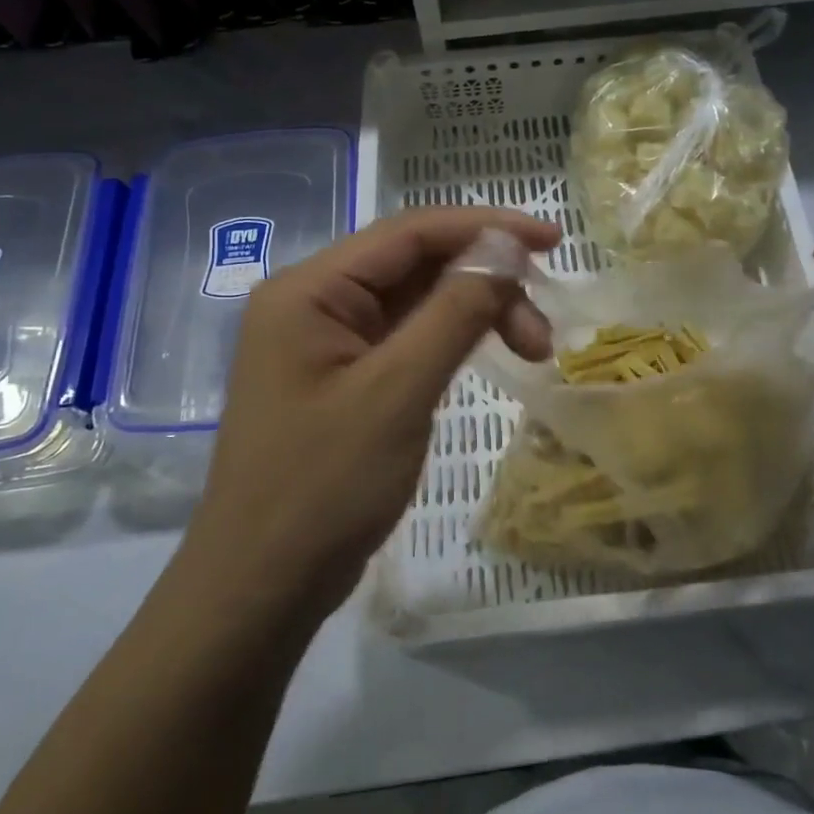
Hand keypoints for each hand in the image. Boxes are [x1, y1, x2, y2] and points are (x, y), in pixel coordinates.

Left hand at [182, 208, 560, 619]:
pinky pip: (407, 338)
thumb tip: (505, 251)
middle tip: (542, 330)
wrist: (262, 586)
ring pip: (417, 302)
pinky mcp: (343, 378)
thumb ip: (455, 312)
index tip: (551, 240)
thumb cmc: (324, 487)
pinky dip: (452, 341)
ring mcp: (327, 342)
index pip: (410, 232)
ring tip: (533, 350)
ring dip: (476, 313)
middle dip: (487, 282)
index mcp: (311, 290)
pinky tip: (488, 354)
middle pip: (416, 265)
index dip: (486, 227)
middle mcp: (315, 302)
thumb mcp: (398, 393)